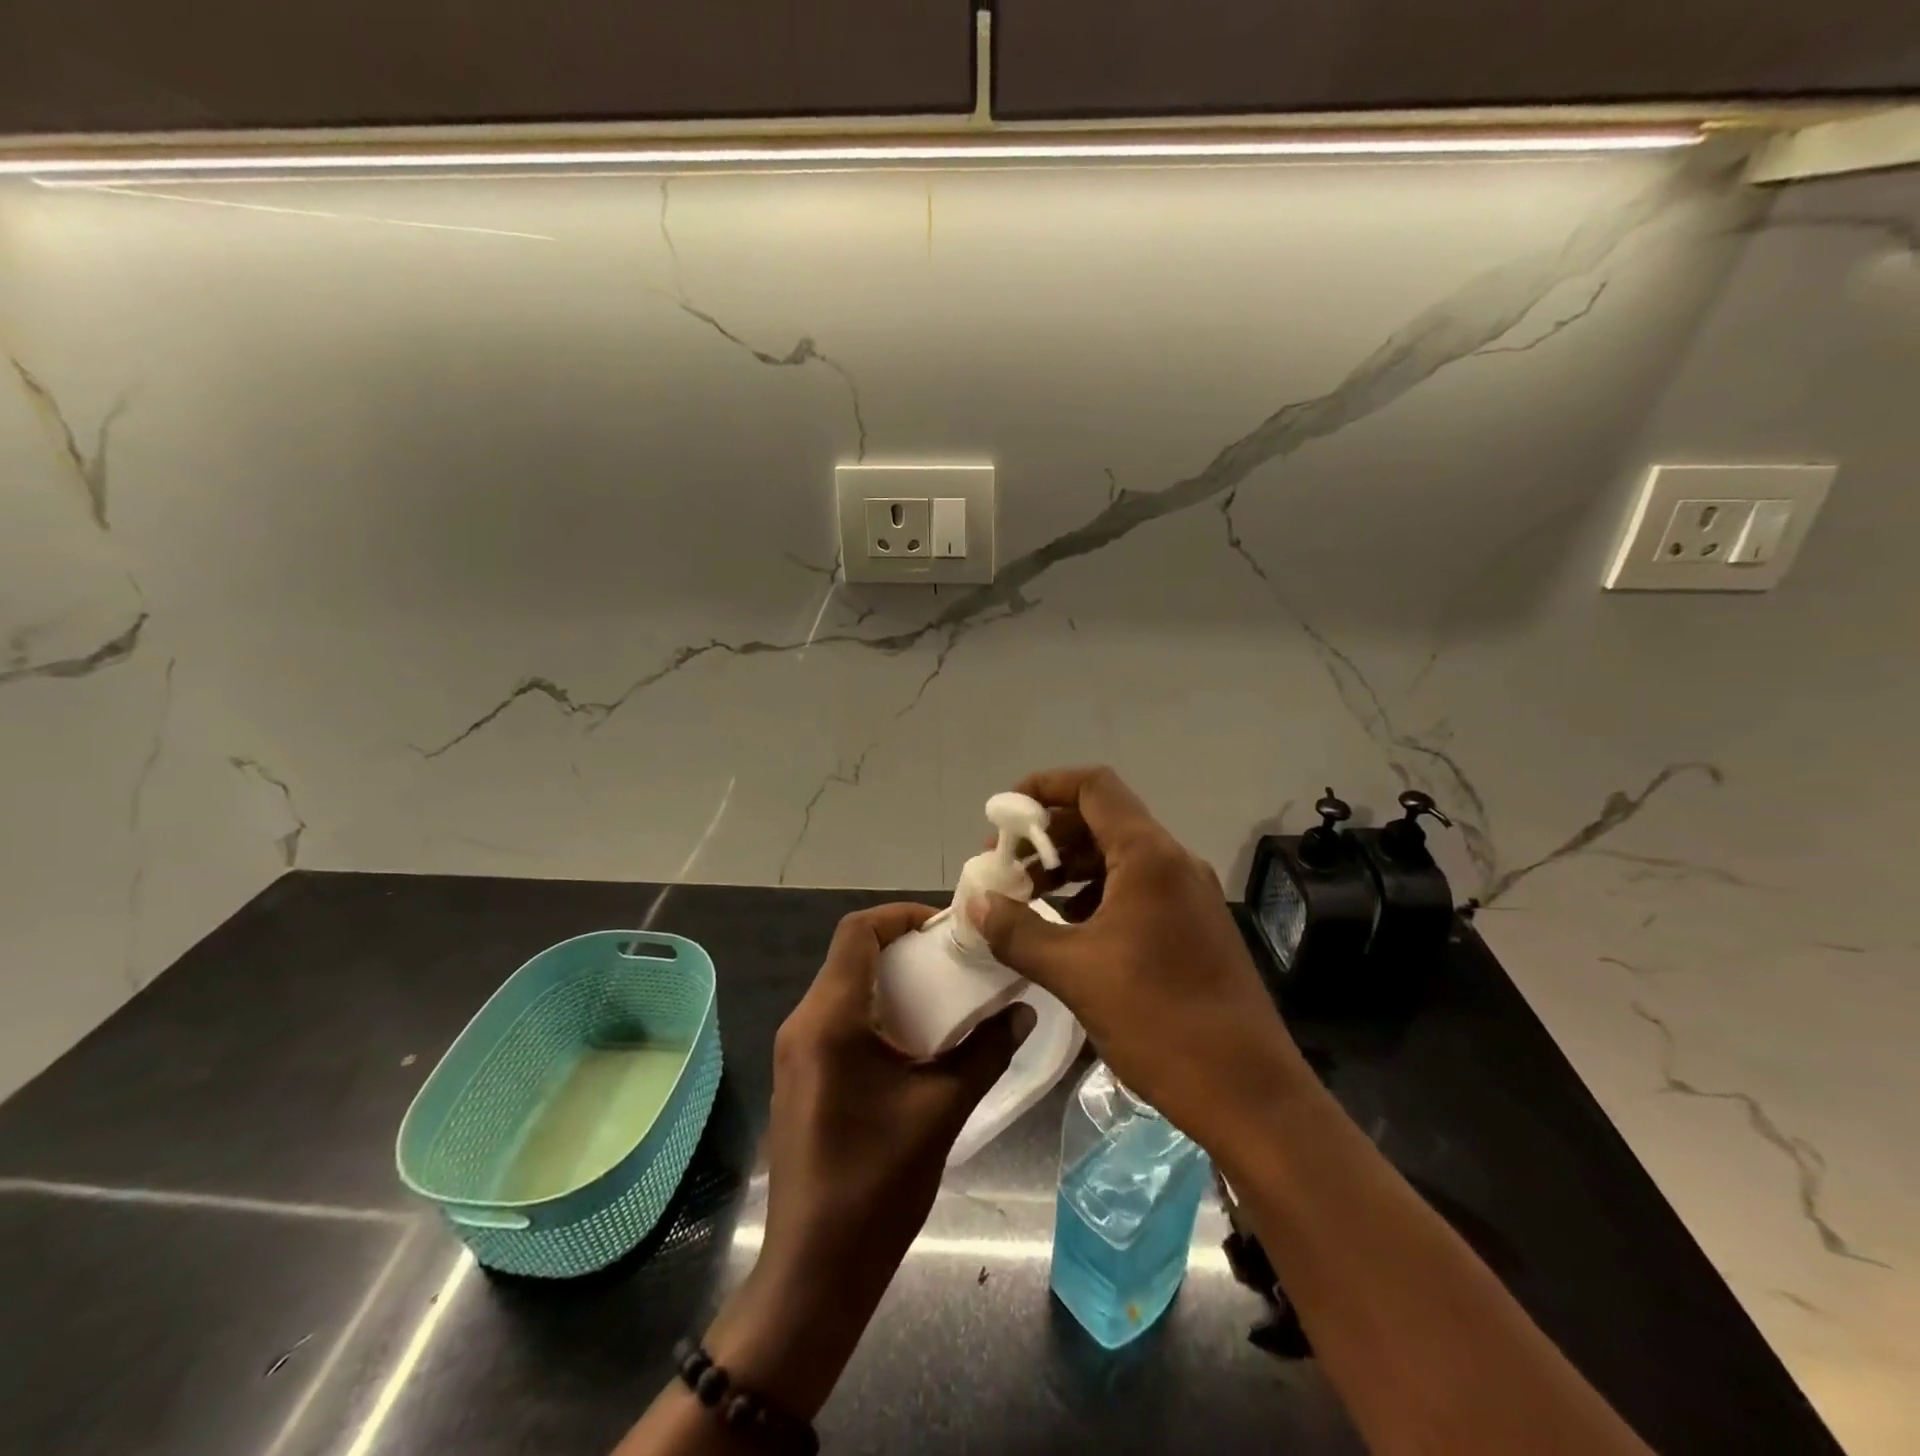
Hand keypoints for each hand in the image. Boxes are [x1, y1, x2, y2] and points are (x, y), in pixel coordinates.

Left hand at [619, 906, 1029, 1449]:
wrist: (814, 1271)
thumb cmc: (876, 1185)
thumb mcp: (942, 1111)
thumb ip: (985, 1052)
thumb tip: (1022, 1011)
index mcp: (830, 1019)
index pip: (856, 932)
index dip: (901, 915)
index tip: (946, 927)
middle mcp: (803, 1023)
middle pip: (850, 956)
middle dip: (903, 948)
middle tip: (954, 960)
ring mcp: (795, 1052)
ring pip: (843, 987)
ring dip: (890, 981)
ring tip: (942, 995)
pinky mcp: (799, 1076)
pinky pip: (836, 1019)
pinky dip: (874, 1010)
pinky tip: (913, 1040)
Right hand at [970, 767, 1311, 1159]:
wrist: (1249, 1094)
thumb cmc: (1159, 1020)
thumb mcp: (1075, 973)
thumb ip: (1017, 931)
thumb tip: (975, 903)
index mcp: (1149, 856)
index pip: (1093, 786)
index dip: (1044, 787)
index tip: (1003, 815)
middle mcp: (1172, 862)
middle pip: (1101, 820)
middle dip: (1047, 837)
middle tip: (1004, 867)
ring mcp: (1187, 895)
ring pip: (1117, 858)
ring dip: (1068, 870)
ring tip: (1024, 900)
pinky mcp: (1192, 927)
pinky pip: (1134, 890)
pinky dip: (1093, 897)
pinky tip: (1065, 931)